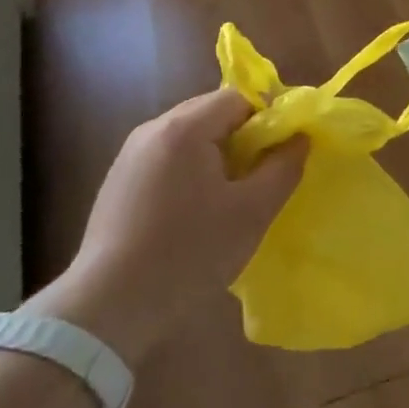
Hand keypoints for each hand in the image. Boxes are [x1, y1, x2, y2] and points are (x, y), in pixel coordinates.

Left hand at [28, 89, 304, 362]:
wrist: (108, 309)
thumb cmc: (188, 253)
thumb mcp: (251, 213)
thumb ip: (283, 168)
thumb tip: (300, 138)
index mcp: (185, 128)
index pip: (238, 98)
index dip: (267, 120)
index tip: (279, 156)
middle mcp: (153, 129)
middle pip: (211, 113)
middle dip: (242, 139)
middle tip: (258, 179)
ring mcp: (130, 155)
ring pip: (189, 138)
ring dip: (216, 157)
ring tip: (228, 200)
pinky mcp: (118, 182)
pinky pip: (166, 159)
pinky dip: (189, 173)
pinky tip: (192, 214)